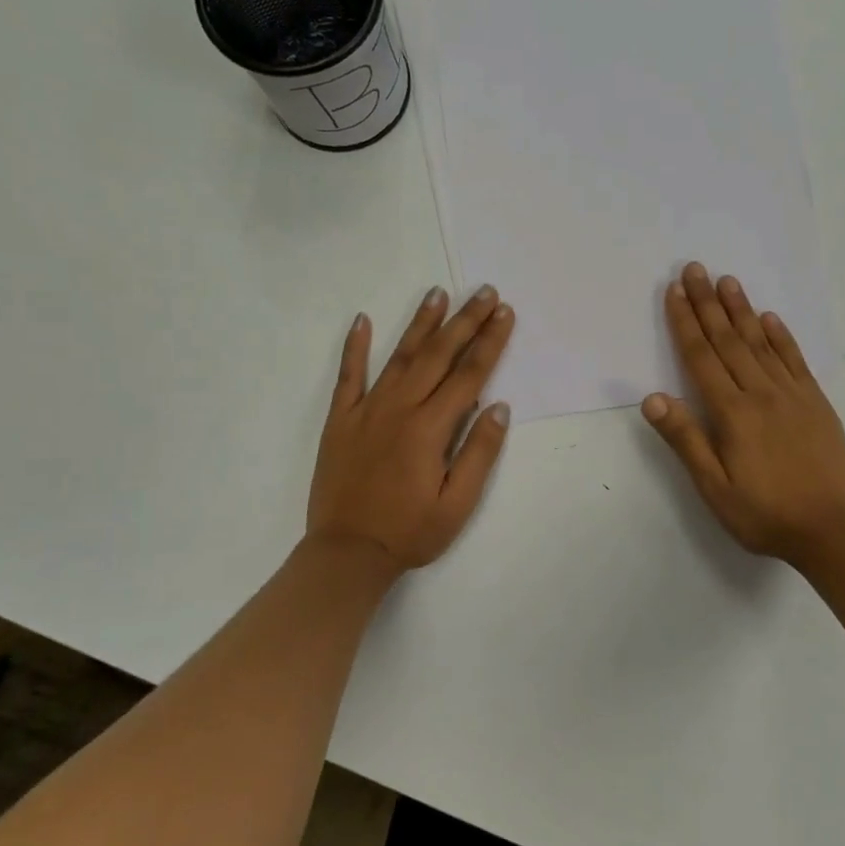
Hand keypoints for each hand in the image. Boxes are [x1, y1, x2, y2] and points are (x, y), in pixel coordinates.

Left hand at [307, 285, 514, 573]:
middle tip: (483, 292)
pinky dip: (354, 347)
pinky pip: (348, 376)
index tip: (505, 313)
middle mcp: (399, 408)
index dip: (490, 342)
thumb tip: (499, 407)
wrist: (346, 553)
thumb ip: (478, 453)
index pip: (469, 375)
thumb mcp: (457, 504)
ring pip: (399, 357)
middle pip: (438, 355)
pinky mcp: (340, 421)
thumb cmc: (410, 533)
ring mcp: (366, 411)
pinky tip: (361, 320)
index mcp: (430, 428)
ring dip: (420, 323)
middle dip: (464, 321)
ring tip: (437, 294)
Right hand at [642, 263, 844, 567]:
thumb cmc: (765, 514)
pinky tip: (770, 318)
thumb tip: (654, 397)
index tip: (674, 291)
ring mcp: (793, 395)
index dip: (685, 323)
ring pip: (761, 342)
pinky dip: (781, 336)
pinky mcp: (817, 403)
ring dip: (742, 310)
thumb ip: (685, 439)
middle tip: (695, 268)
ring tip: (728, 280)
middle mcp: (761, 393)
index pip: (701, 358)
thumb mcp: (714, 487)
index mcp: (732, 413)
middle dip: (708, 303)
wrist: (833, 530)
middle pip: (729, 340)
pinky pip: (795, 360)